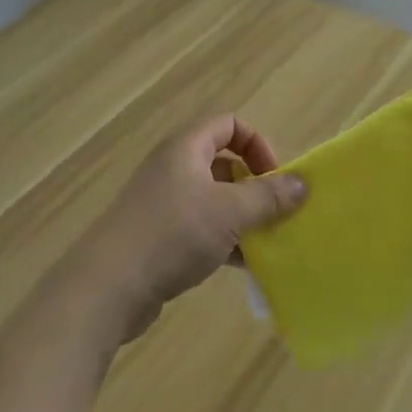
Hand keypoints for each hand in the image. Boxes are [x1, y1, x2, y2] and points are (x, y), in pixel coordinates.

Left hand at [77, 115, 307, 340]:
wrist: (109, 287)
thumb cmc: (172, 235)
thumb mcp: (229, 212)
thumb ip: (268, 196)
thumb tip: (302, 183)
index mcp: (185, 148)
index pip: (228, 124)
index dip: (257, 144)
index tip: (274, 178)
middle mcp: (173, 168)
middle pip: (223, 162)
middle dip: (254, 186)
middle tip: (274, 213)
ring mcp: (163, 203)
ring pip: (214, 199)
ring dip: (242, 217)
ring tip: (266, 243)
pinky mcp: (159, 236)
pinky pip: (201, 228)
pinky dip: (224, 240)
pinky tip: (244, 266)